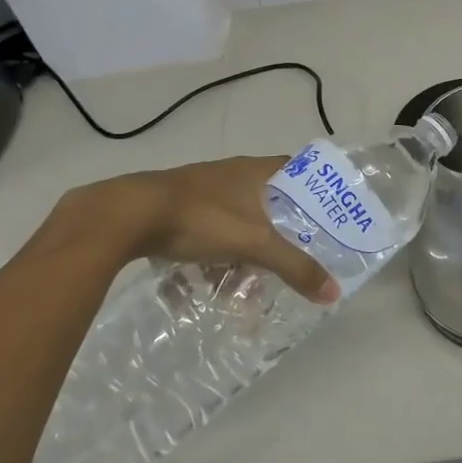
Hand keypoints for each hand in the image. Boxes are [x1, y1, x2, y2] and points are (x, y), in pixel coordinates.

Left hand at [43, 156, 338, 303]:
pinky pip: (205, 234)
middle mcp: (232, 174)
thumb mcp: (255, 244)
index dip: (317, 191)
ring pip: (236, 221)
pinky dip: (209, 258)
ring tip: (244, 287)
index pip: (300, 170)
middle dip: (279, 234)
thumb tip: (333, 292)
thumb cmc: (202, 218)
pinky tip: (200, 286)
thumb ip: (295, 267)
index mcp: (256, 170)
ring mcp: (202, 190)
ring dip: (242, 253)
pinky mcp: (176, 209)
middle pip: (268, 201)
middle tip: (290, 261)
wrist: (127, 215)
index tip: (330, 218)